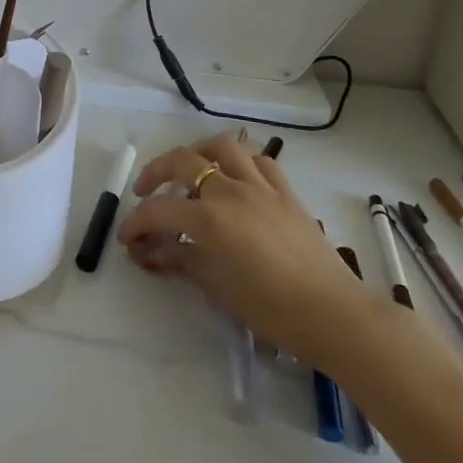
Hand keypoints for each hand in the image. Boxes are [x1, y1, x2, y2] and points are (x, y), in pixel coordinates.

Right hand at [117, 133, 380, 367]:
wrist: (335, 315)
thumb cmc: (272, 310)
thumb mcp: (217, 287)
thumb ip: (179, 261)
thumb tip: (147, 252)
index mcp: (209, 217)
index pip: (159, 211)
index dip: (136, 223)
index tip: (127, 239)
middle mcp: (231, 190)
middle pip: (183, 161)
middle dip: (155, 174)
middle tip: (146, 194)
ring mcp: (261, 186)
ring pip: (223, 147)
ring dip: (199, 154)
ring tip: (189, 171)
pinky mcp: (286, 192)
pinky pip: (260, 162)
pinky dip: (240, 163)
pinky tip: (235, 181)